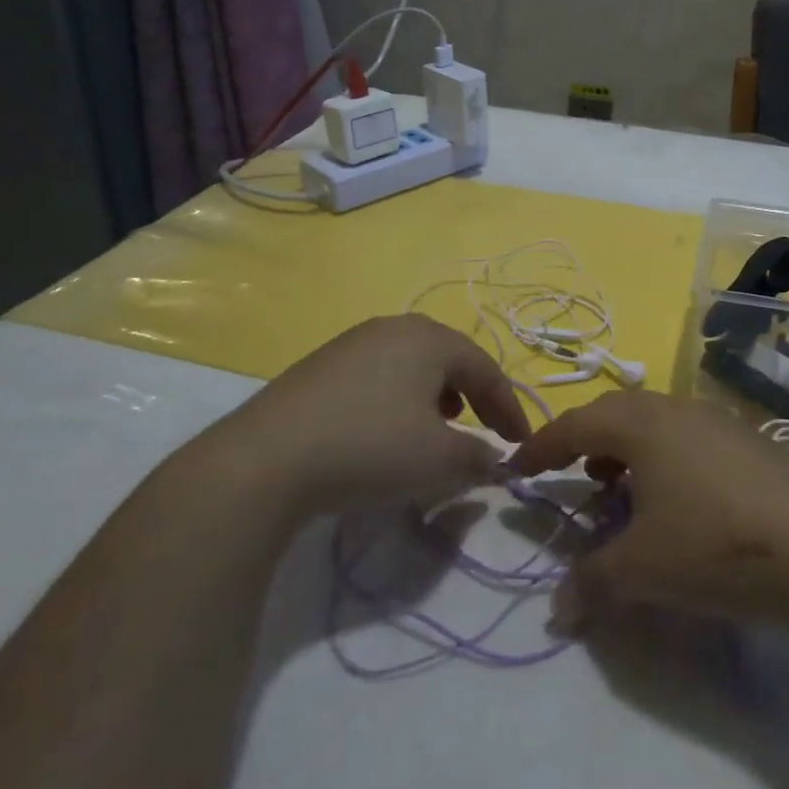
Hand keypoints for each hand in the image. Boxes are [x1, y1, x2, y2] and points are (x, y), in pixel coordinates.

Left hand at [216, 315, 529, 519]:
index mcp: (430, 338)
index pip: (486, 369)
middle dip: (473, 394)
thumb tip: (496, 461)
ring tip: (440, 425)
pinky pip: (378, 374)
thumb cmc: (370, 448)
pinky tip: (388, 428)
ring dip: (436, 394)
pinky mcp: (321, 365)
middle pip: (449, 357)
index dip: (509, 407)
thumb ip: (478, 457)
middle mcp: (393, 327)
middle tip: (485, 427)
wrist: (267, 459)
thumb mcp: (439, 460)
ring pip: (412, 363)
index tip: (521, 443)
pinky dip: (399, 398)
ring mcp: (352, 342)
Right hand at [507, 392, 788, 633]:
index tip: (516, 467)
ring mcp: (720, 422)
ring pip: (657, 424)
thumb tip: (557, 609)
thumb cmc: (716, 545)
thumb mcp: (643, 568)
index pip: (575, 424)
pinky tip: (680, 501)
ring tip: (622, 490)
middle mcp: (678, 410)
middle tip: (573, 474)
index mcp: (643, 423)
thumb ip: (592, 582)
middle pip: (617, 413)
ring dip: (630, 451)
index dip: (541, 446)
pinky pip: (690, 439)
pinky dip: (667, 461)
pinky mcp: (752, 443)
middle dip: (587, 442)